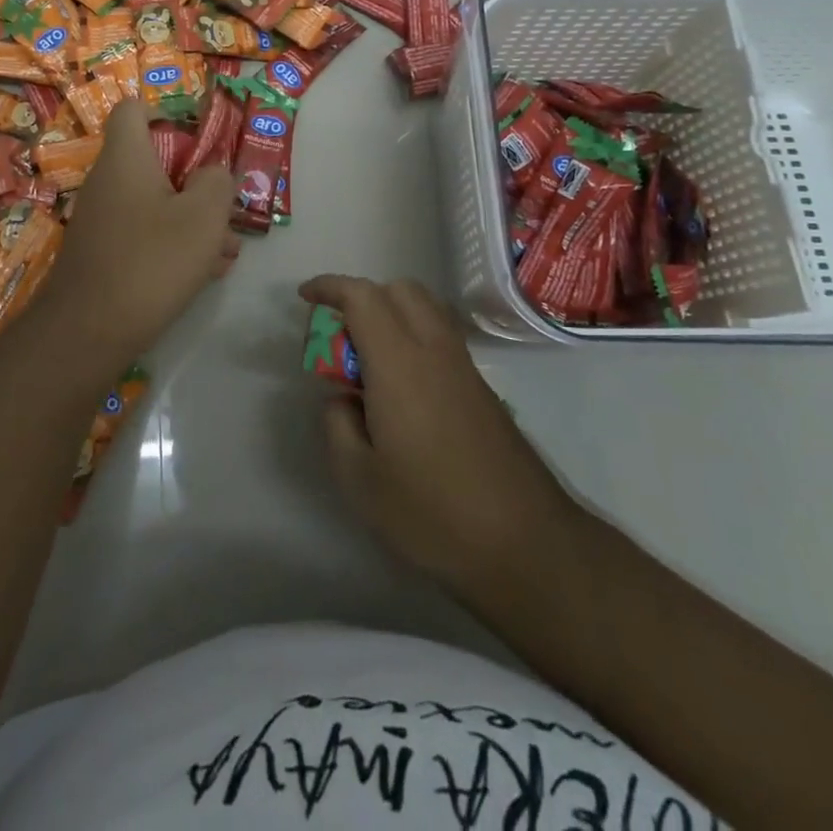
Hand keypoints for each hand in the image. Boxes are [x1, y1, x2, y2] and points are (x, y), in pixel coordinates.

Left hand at [32, 100, 237, 378]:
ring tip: (226, 251)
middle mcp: (108, 181)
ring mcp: (102, 219)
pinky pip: (144, 234)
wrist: (88, 332)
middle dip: (196, 183)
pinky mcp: (103, 252)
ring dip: (192, 220)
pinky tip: (204, 273)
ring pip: (155, 203)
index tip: (199, 142)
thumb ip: (217, 182)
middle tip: (225, 210)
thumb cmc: (151, 261)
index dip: (167, 114)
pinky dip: (173, 244)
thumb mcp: (204, 216)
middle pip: (154, 162)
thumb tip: (212, 174)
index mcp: (126, 158)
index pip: (133, 109)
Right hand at [302, 275, 581, 601]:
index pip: (362, 297)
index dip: (329, 287)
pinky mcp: (483, 390)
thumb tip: (341, 398)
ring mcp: (464, 368)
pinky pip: (441, 337)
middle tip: (340, 336)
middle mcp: (434, 350)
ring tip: (369, 361)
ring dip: (391, 314)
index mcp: (399, 363)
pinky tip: (403, 389)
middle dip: (363, 296)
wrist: (527, 545)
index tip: (305, 298)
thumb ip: (337, 425)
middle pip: (400, 290)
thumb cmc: (434, 512)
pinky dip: (414, 337)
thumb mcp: (359, 480)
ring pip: (426, 309)